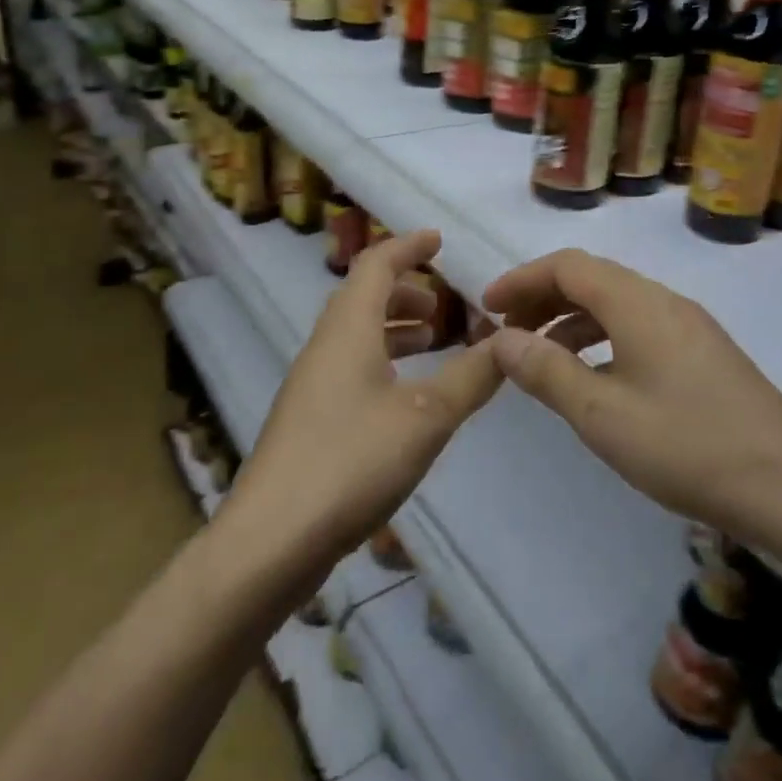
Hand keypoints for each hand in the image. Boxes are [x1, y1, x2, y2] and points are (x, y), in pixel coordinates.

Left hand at [221, 230, 500, 588]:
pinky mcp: (309, 421)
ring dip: (393, 327)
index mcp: (348, 330)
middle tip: (444, 304)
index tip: (438, 240)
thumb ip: (472, 376)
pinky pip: (350, 366)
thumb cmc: (351, 462)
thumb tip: (510, 342)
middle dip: (404, 290)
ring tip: (433, 341)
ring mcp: (311, 385)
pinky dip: (382, 360)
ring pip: (355, 335)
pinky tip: (405, 395)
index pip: (376, 265)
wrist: (271, 540)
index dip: (408, 246)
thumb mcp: (427, 416)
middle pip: (362, 297)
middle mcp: (324, 347)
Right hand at [483, 248, 781, 554]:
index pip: (568, 265)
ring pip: (617, 304)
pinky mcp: (704, 353)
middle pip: (592, 279)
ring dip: (572, 320)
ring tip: (541, 358)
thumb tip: (501, 338)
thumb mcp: (602, 414)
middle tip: (508, 334)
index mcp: (638, 303)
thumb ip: (547, 371)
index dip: (522, 279)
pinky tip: (594, 377)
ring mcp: (690, 326)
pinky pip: (639, 327)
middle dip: (543, 298)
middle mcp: (664, 301)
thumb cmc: (687, 447)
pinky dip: (603, 338)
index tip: (487, 307)